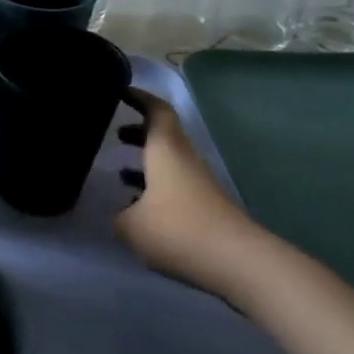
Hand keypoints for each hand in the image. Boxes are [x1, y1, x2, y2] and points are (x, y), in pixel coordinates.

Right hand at [114, 89, 261, 298]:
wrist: (239, 263)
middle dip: (139, 131)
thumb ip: (119, 216)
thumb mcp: (130, 226)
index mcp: (165, 151)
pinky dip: (155, 187)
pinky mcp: (206, 208)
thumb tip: (122, 214)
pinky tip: (139, 207)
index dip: (139, 98)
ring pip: (169, 162)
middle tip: (114, 132)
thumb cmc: (178, 231)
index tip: (120, 90)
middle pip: (164, 135)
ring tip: (119, 170)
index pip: (156, 111)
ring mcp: (198, 185)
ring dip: (146, 161)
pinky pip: (175, 186)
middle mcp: (184, 160)